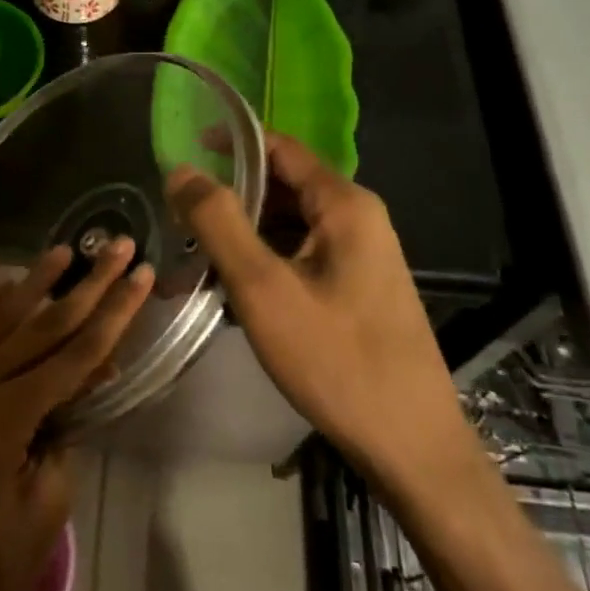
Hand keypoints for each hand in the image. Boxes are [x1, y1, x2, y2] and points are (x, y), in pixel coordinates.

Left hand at [0, 240, 152, 590]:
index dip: (113, 313)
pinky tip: (3, 288)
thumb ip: (66, 432)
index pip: (71, 354)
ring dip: (31, 285)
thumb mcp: (46, 506)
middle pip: (36, 326)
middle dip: (84, 286)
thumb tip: (83, 381)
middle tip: (118, 246)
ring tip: (64, 250)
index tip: (140, 275)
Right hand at [167, 133, 461, 481]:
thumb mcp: (264, 288)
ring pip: (288, 227)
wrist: (411, 447)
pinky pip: (300, 258)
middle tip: (178, 221)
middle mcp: (357, 219)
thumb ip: (219, 222)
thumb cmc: (336, 360)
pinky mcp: (356, 289)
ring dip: (241, 239)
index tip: (182, 155)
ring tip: (193, 264)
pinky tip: (230, 295)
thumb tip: (181, 171)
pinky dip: (263, 266)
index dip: (230, 143)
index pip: (279, 147)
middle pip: (282, 188)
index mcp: (344, 204)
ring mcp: (360, 256)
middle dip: (229, 201)